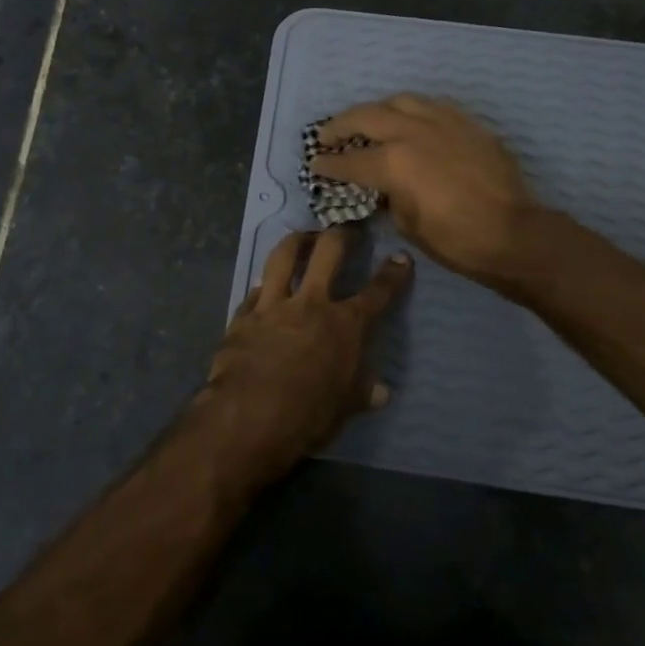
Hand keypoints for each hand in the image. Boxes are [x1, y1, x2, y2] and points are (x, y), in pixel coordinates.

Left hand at [196, 228, 412, 480]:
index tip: (400, 257)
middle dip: (341, 235)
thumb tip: (382, 391)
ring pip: (284, 256)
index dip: (392, 274)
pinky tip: (263, 287)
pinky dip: (263, 286)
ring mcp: (274, 305)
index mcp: (345, 325)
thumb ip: (361, 392)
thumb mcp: (344, 407)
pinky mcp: (243, 315)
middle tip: (346, 229)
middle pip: (328, 253)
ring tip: (302, 236)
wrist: (249, 415)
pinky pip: (254, 291)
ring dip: (296, 241)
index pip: (376, 293)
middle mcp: (311, 303)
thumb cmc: (308, 414)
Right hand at [311, 95, 537, 284]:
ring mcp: (443, 122)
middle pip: (366, 116)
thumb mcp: (408, 224)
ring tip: (370, 121)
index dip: (328, 164)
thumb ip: (389, 197)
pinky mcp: (468, 123)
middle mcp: (413, 132)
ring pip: (400, 101)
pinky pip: (432, 106)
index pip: (350, 160)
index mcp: (393, 162)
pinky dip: (412, 111)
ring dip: (377, 110)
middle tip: (328, 135)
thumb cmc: (456, 240)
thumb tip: (385, 186)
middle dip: (341, 125)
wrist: (514, 233)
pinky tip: (411, 121)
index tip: (315, 164)